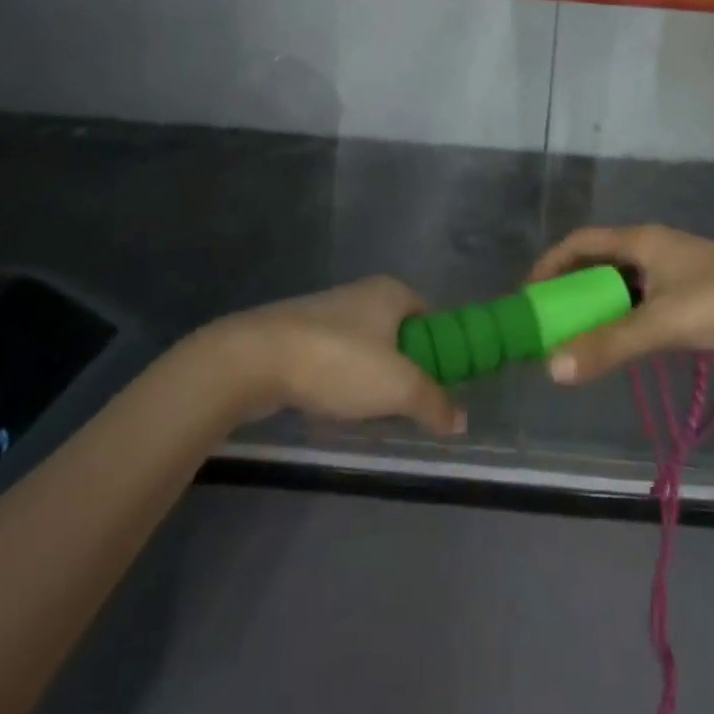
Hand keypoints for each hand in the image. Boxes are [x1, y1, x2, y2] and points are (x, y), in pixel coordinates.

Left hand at [207, 277, 465, 436]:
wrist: (254, 359)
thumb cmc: (338, 361)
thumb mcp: (399, 387)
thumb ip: (434, 403)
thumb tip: (460, 421)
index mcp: (392, 292)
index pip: (432, 317)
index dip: (441, 349)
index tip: (440, 384)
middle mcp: (361, 294)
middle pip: (399, 334)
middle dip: (404, 369)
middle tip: (407, 404)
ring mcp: (325, 313)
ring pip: (365, 349)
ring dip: (370, 379)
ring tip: (369, 412)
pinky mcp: (296, 336)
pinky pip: (333, 360)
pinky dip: (339, 382)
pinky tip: (333, 408)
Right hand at [528, 225, 713, 383]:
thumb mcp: (661, 325)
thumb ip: (608, 346)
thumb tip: (552, 368)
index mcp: (640, 241)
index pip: (579, 242)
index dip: (550, 265)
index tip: (529, 297)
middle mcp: (652, 244)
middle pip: (597, 259)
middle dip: (570, 286)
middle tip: (550, 320)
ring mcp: (672, 263)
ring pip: (620, 278)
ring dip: (596, 301)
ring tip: (578, 333)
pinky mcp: (689, 284)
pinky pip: (640, 292)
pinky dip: (621, 310)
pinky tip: (620, 336)